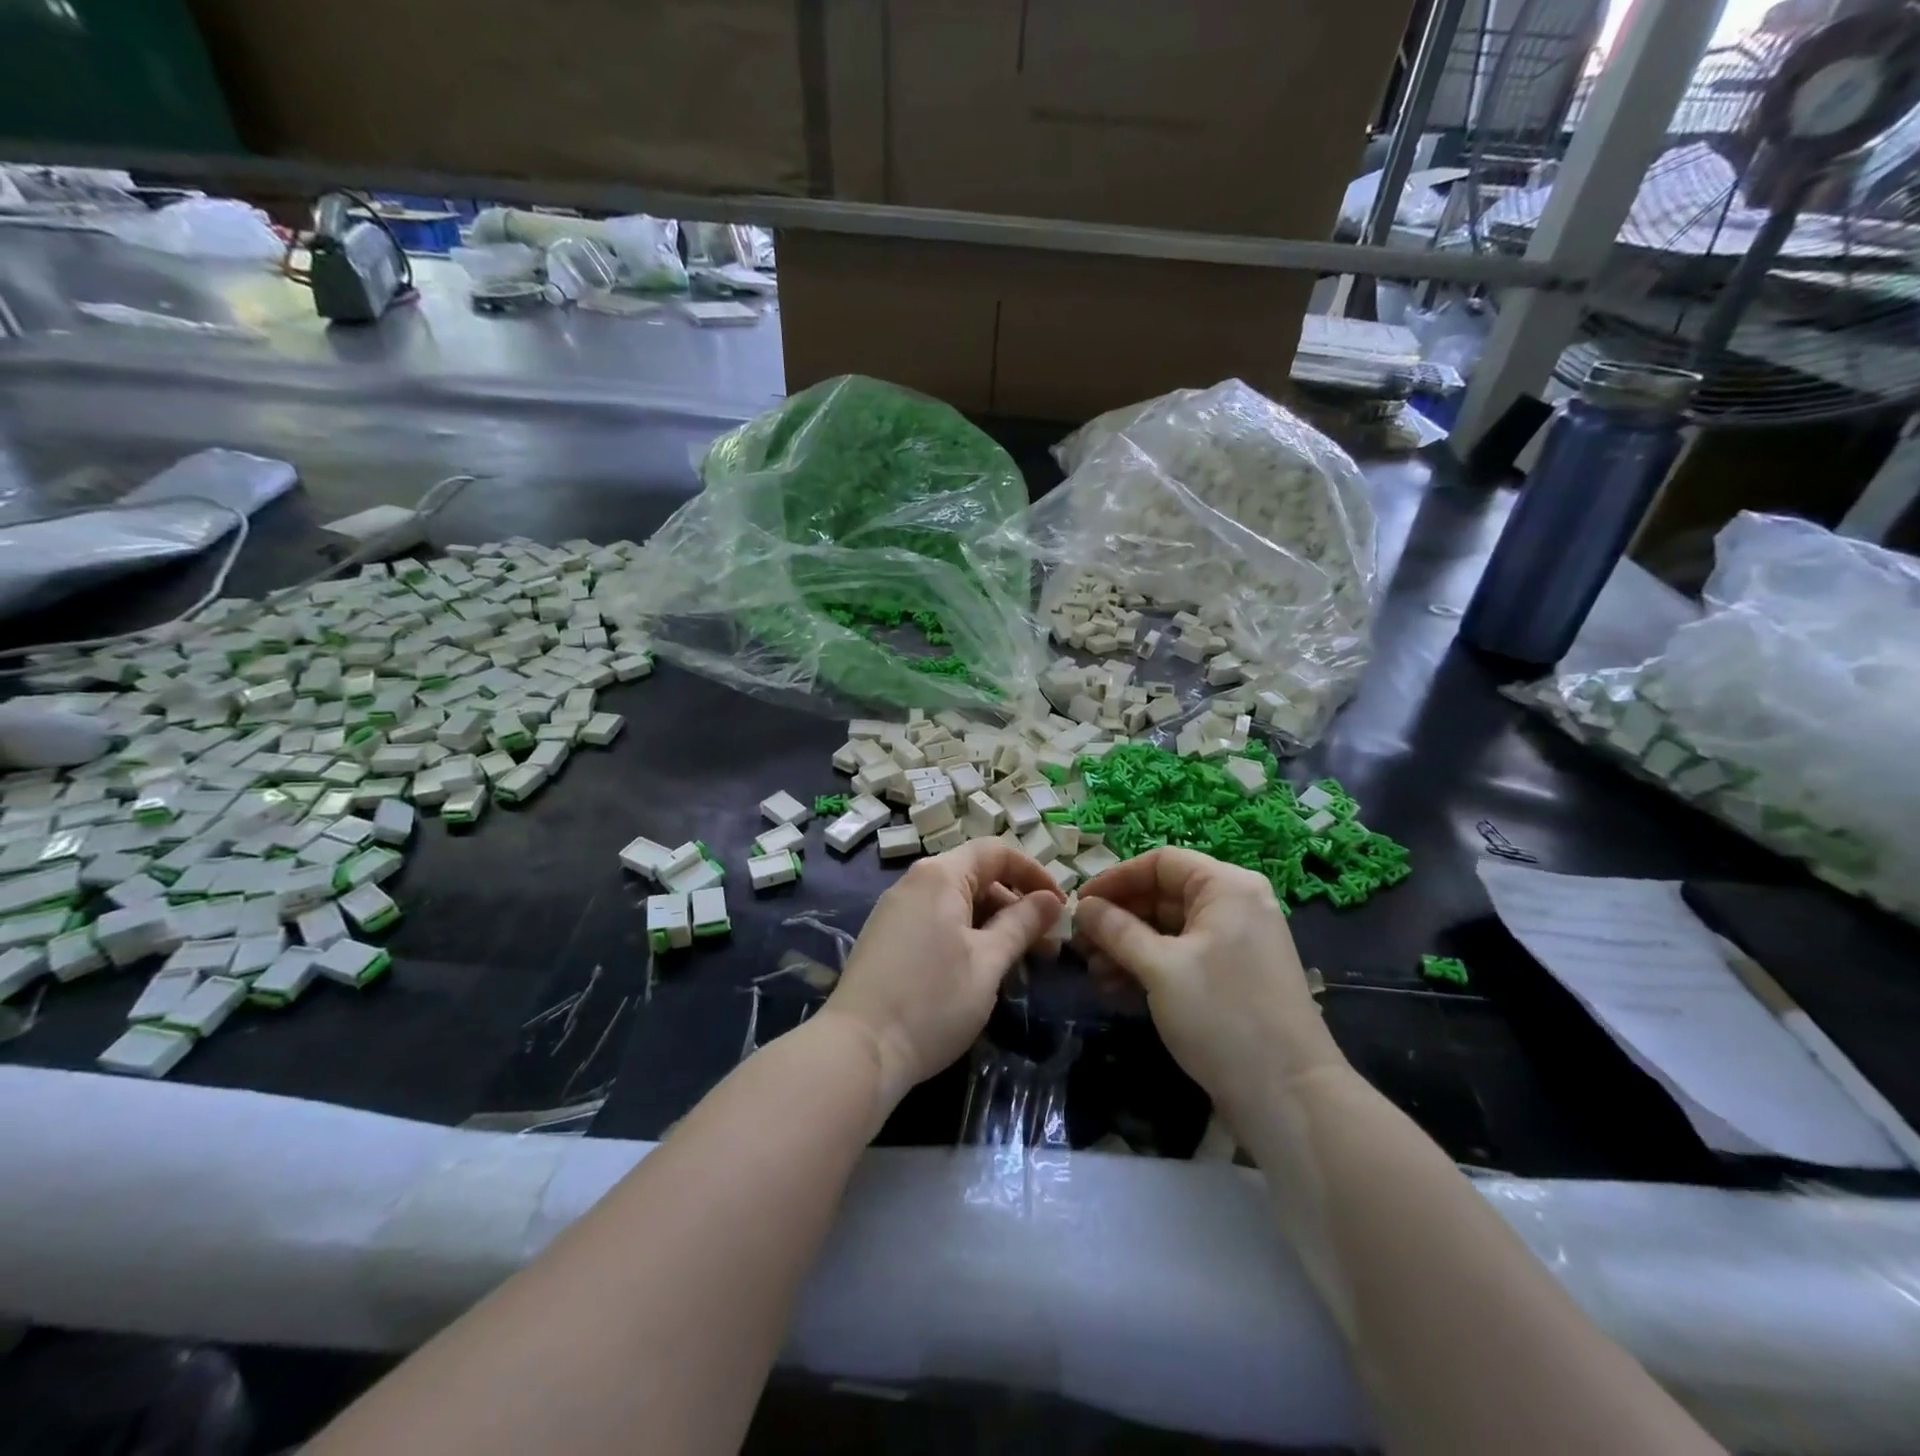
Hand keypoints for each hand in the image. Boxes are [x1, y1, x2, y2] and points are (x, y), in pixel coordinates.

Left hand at [825, 841, 1064, 1106]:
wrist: (859, 1049)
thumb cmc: (932, 1001)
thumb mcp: (988, 962)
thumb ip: (1022, 924)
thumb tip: (1051, 900)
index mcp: (940, 876)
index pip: (996, 852)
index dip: (1034, 873)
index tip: (1061, 907)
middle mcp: (915, 882)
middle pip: (977, 876)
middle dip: (1016, 905)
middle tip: (1046, 946)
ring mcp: (896, 910)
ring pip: (957, 902)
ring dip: (993, 924)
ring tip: (1019, 963)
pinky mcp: (887, 937)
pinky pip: (937, 920)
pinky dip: (966, 935)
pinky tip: (981, 970)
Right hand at [1074, 848, 1343, 1119]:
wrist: (1290, 1096)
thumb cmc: (1222, 1016)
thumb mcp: (1160, 968)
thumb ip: (1116, 930)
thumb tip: (1082, 907)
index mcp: (1226, 887)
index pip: (1160, 862)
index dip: (1115, 879)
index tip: (1079, 905)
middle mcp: (1234, 905)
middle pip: (1162, 895)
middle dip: (1118, 919)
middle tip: (1080, 945)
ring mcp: (1236, 943)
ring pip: (1169, 929)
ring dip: (1127, 947)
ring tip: (1094, 973)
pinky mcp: (1232, 977)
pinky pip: (1182, 956)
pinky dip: (1149, 966)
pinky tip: (1117, 988)